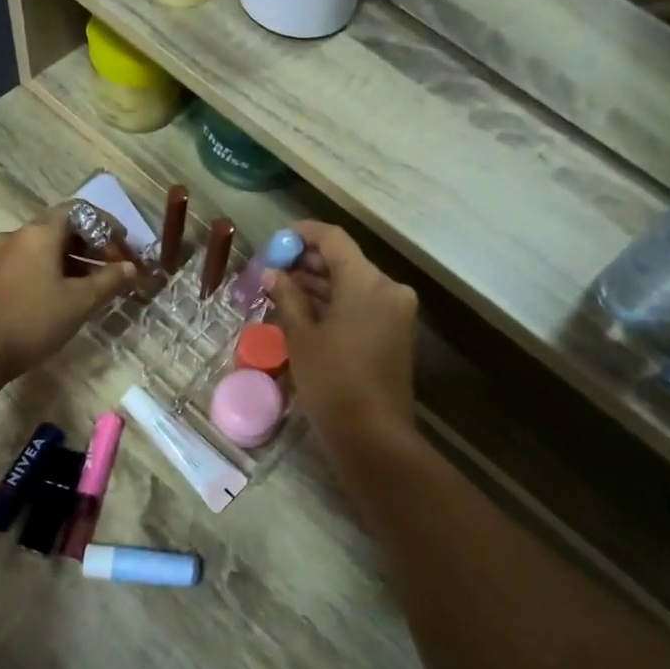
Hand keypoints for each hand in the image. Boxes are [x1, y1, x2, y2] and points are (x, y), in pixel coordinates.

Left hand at [0, 205, 135, 379]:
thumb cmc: (34, 319)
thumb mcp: (80, 301)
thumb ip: (110, 280)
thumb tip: (131, 268)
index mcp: (39, 233)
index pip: (78, 210)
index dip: (105, 224)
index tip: (123, 245)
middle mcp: (18, 236)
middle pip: (62, 228)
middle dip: (92, 245)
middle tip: (114, 267)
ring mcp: (1, 256)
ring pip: (46, 248)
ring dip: (74, 260)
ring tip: (96, 285)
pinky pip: (31, 263)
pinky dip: (54, 270)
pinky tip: (67, 295)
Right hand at [263, 222, 417, 453]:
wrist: (372, 434)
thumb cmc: (332, 381)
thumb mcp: (301, 337)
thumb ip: (287, 297)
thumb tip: (272, 273)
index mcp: (367, 282)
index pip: (334, 239)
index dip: (304, 234)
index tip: (277, 239)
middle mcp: (388, 289)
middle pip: (346, 261)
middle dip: (309, 262)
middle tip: (274, 269)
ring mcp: (396, 312)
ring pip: (354, 284)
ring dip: (321, 285)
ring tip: (282, 291)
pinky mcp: (395, 333)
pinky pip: (363, 305)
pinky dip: (336, 303)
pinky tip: (306, 312)